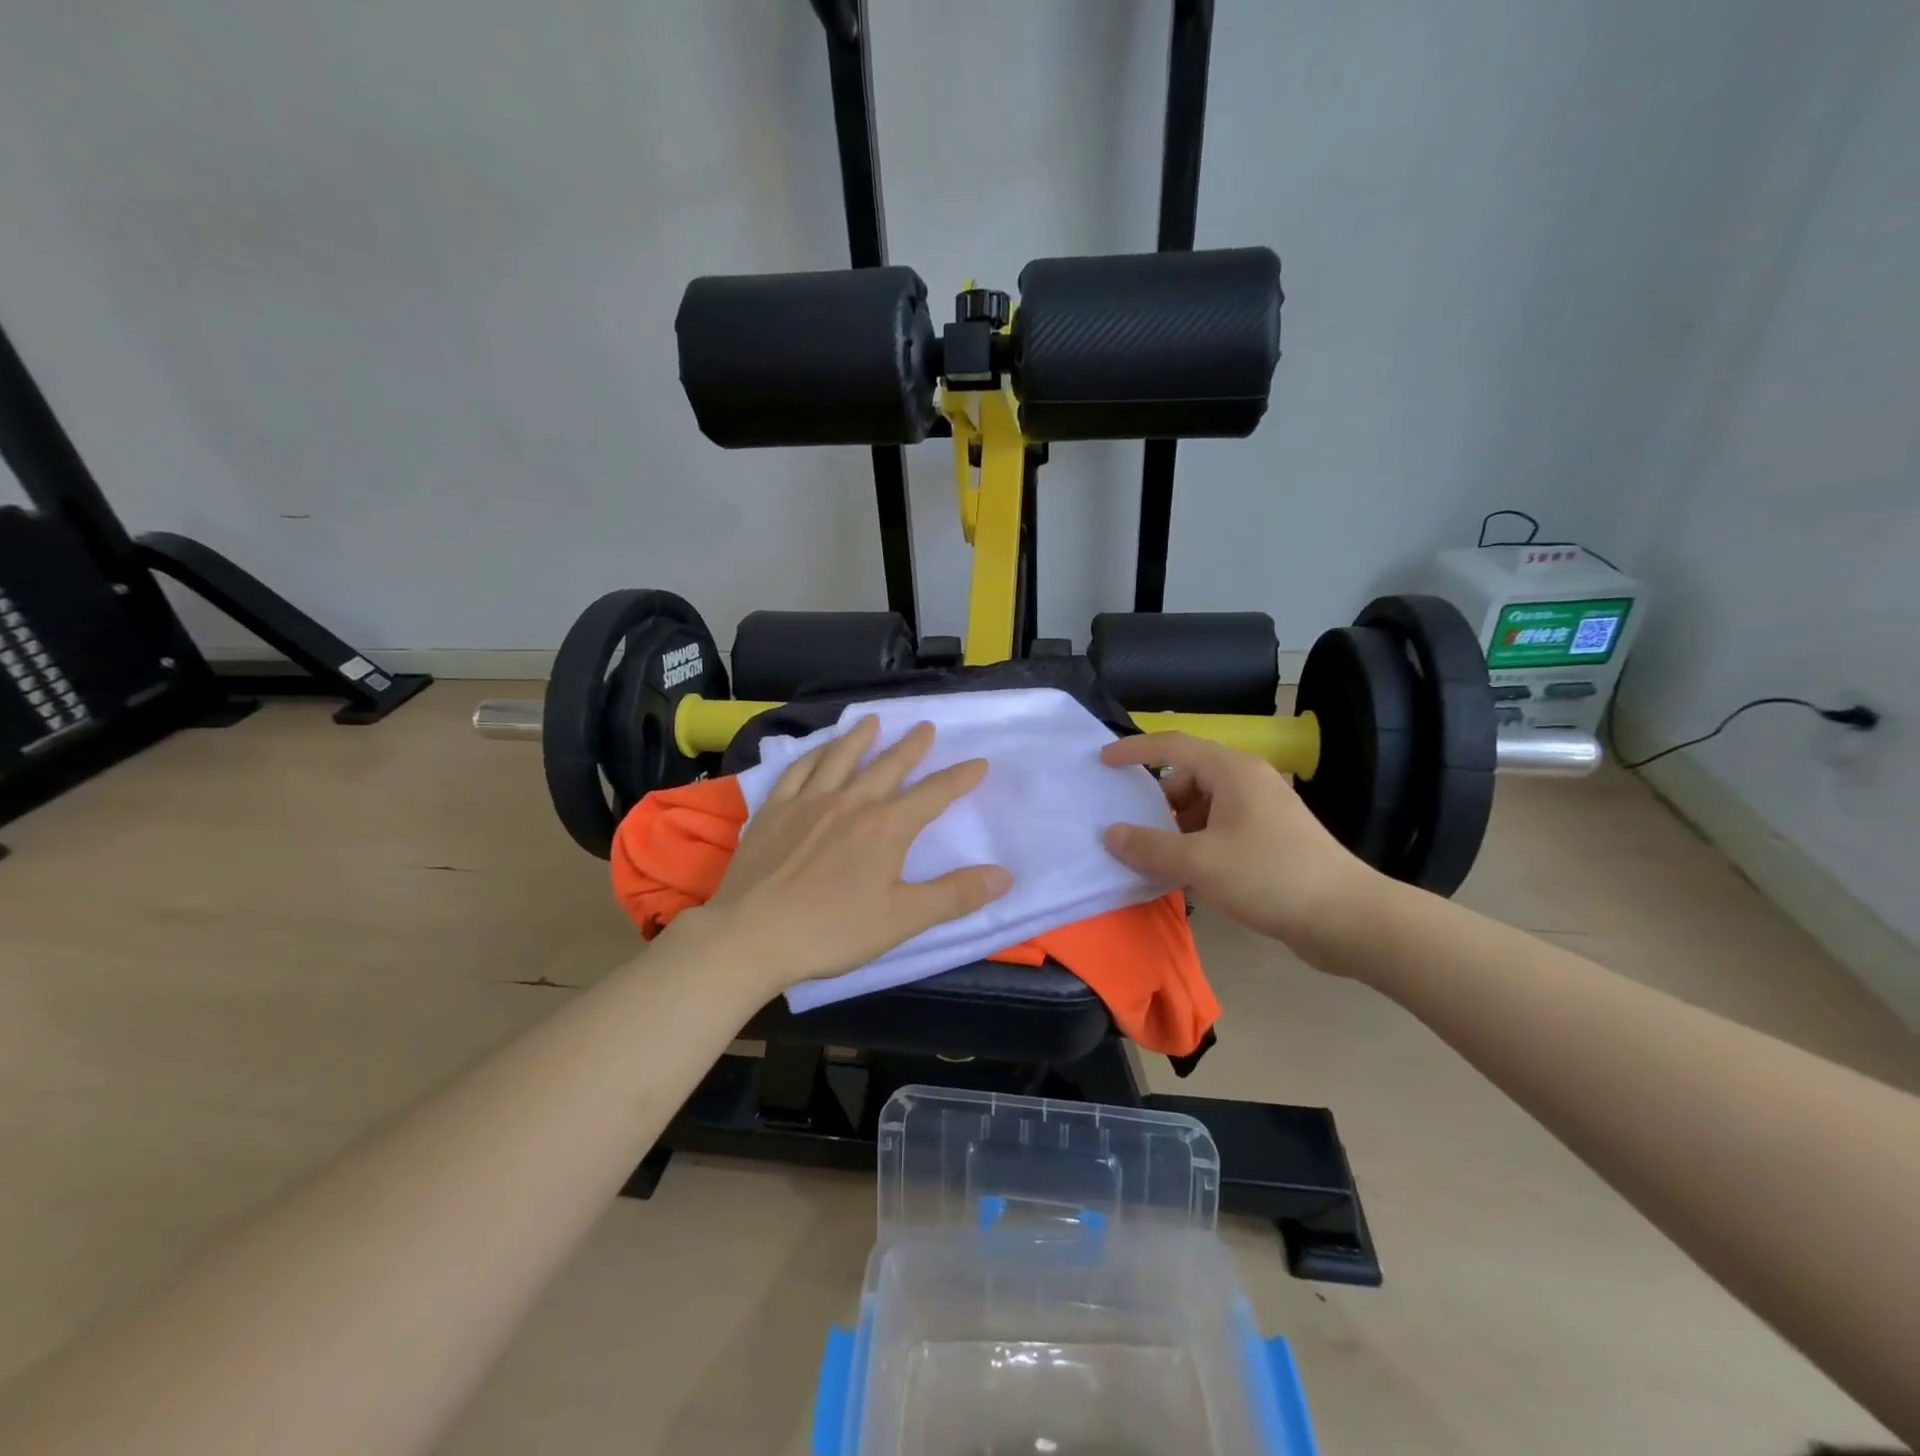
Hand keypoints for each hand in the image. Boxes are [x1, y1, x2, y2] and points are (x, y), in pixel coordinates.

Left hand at [700, 717, 1011, 989]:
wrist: (752, 935)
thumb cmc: (833, 931)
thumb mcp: (903, 919)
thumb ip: (955, 895)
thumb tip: (1005, 875)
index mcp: (887, 827)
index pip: (933, 794)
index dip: (960, 778)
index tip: (979, 763)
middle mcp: (851, 802)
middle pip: (888, 765)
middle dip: (912, 746)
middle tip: (926, 727)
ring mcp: (808, 801)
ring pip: (840, 757)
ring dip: (860, 737)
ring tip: (873, 720)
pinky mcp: (773, 809)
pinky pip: (797, 769)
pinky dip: (813, 754)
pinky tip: (817, 749)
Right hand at [1100, 732, 1378, 947]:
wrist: (1348, 917)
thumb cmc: (1270, 877)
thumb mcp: (1199, 862)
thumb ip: (1149, 847)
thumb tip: (1110, 834)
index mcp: (1232, 771)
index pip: (1172, 746)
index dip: (1134, 750)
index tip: (1103, 763)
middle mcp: (1248, 781)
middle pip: (1187, 777)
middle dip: (1156, 802)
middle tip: (1130, 830)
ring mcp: (1263, 810)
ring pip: (1203, 807)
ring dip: (1176, 828)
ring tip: (1156, 859)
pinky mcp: (1272, 838)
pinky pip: (1220, 829)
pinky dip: (1198, 844)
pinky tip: (1187, 875)